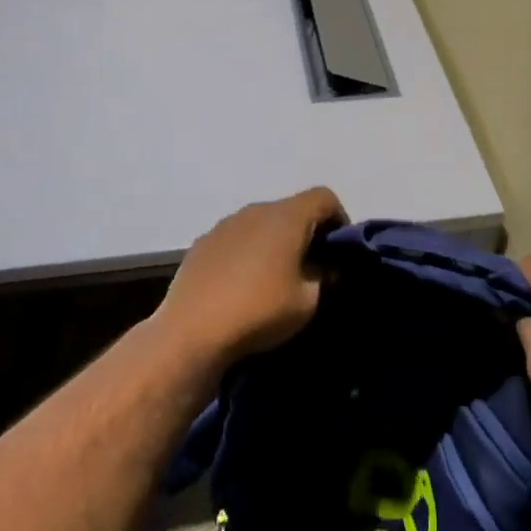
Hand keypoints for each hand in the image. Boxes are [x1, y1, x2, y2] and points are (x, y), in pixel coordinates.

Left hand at [154, 187, 346, 366]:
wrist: (191, 333)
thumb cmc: (260, 311)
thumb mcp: (308, 302)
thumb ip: (325, 277)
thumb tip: (327, 267)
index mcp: (287, 216)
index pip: (324, 197)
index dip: (339, 219)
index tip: (338, 251)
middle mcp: (256, 210)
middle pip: (292, 208)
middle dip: (307, 232)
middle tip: (312, 267)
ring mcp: (225, 224)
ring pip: (262, 223)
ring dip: (275, 241)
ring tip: (274, 277)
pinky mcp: (202, 243)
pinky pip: (237, 238)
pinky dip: (247, 252)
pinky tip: (242, 284)